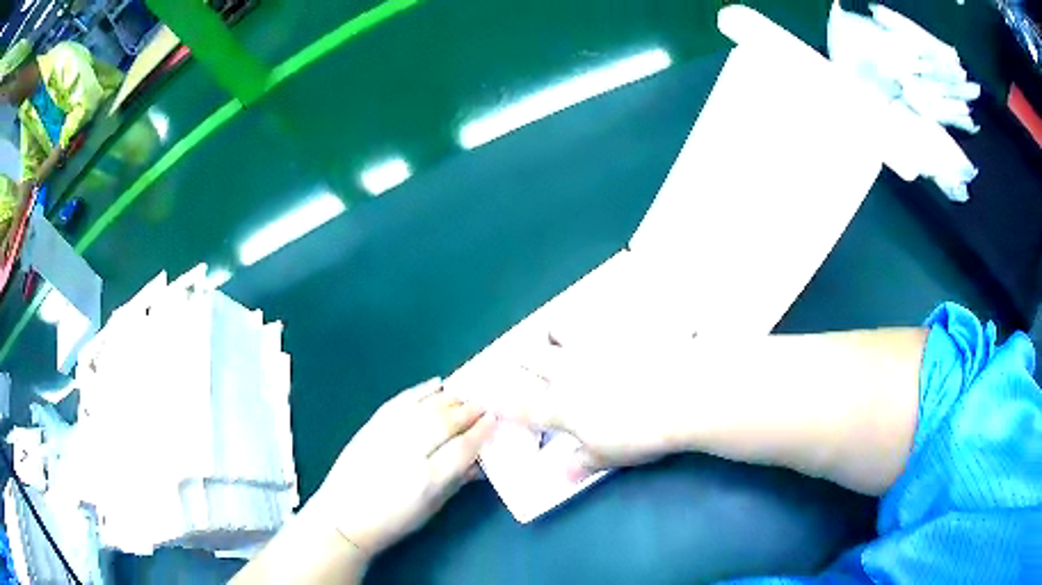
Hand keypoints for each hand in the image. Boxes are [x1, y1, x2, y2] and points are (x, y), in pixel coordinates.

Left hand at [310, 379, 495, 558]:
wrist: (345, 515)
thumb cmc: (394, 521)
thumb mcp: (432, 507)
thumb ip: (458, 480)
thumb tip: (482, 460)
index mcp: (426, 479)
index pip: (462, 447)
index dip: (481, 431)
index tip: (494, 419)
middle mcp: (408, 452)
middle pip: (445, 422)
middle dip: (469, 410)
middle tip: (485, 404)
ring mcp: (387, 435)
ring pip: (425, 407)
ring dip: (450, 399)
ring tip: (466, 395)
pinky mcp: (372, 425)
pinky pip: (401, 400)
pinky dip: (422, 390)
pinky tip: (438, 385)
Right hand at [489, 334, 697, 475]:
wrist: (683, 397)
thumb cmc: (640, 434)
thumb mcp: (608, 456)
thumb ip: (581, 464)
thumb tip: (563, 475)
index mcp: (563, 405)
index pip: (521, 406)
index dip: (498, 402)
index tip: (481, 395)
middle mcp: (570, 370)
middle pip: (534, 356)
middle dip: (525, 358)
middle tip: (528, 361)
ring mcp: (595, 345)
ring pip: (561, 327)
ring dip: (556, 333)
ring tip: (563, 337)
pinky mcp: (621, 330)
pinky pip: (603, 319)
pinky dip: (600, 323)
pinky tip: (615, 329)